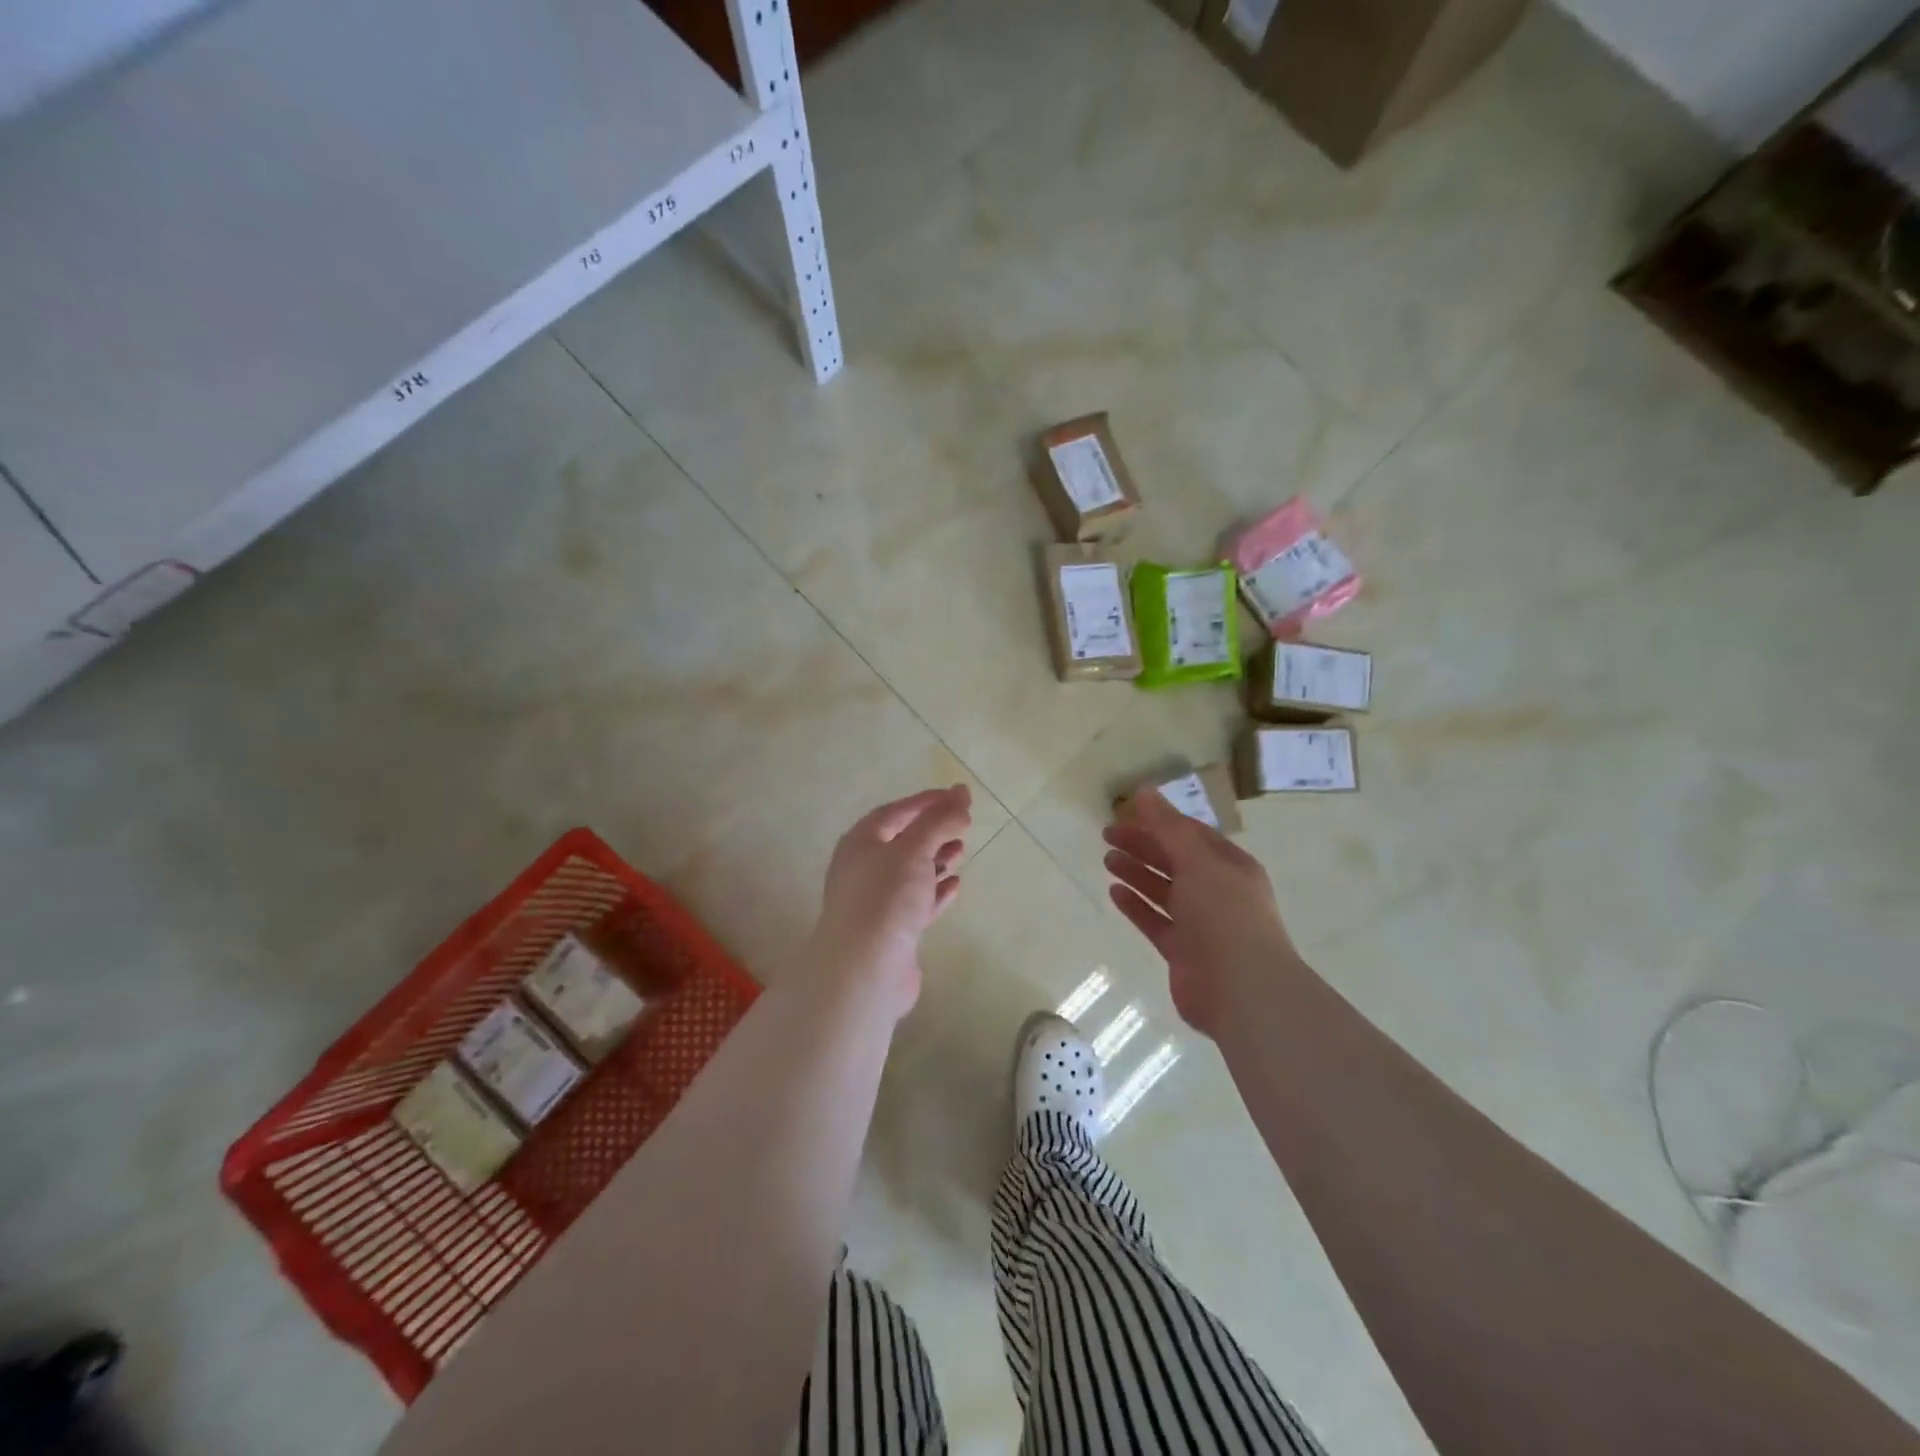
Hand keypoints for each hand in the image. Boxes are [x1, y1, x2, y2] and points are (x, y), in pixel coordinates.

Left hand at [806, 785, 971, 1017]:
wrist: (865, 969)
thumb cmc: (885, 898)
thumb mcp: (914, 849)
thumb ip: (938, 821)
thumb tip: (961, 796)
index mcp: (860, 842)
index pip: (895, 812)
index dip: (926, 802)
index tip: (957, 796)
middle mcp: (863, 869)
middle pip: (903, 842)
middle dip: (934, 832)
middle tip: (964, 827)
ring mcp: (876, 902)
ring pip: (911, 873)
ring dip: (936, 860)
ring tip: (961, 852)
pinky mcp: (891, 931)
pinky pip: (916, 903)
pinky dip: (935, 892)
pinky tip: (954, 886)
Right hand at [1104, 789, 1301, 1036]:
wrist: (1242, 989)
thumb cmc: (1224, 915)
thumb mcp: (1198, 861)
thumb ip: (1168, 827)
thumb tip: (1143, 790)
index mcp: (1230, 866)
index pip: (1191, 835)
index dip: (1159, 822)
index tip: (1126, 814)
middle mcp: (1218, 892)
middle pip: (1175, 860)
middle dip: (1143, 845)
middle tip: (1107, 834)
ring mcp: (1201, 924)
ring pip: (1164, 890)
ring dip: (1137, 872)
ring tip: (1107, 859)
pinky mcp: (1183, 951)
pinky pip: (1156, 921)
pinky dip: (1136, 905)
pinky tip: (1114, 892)